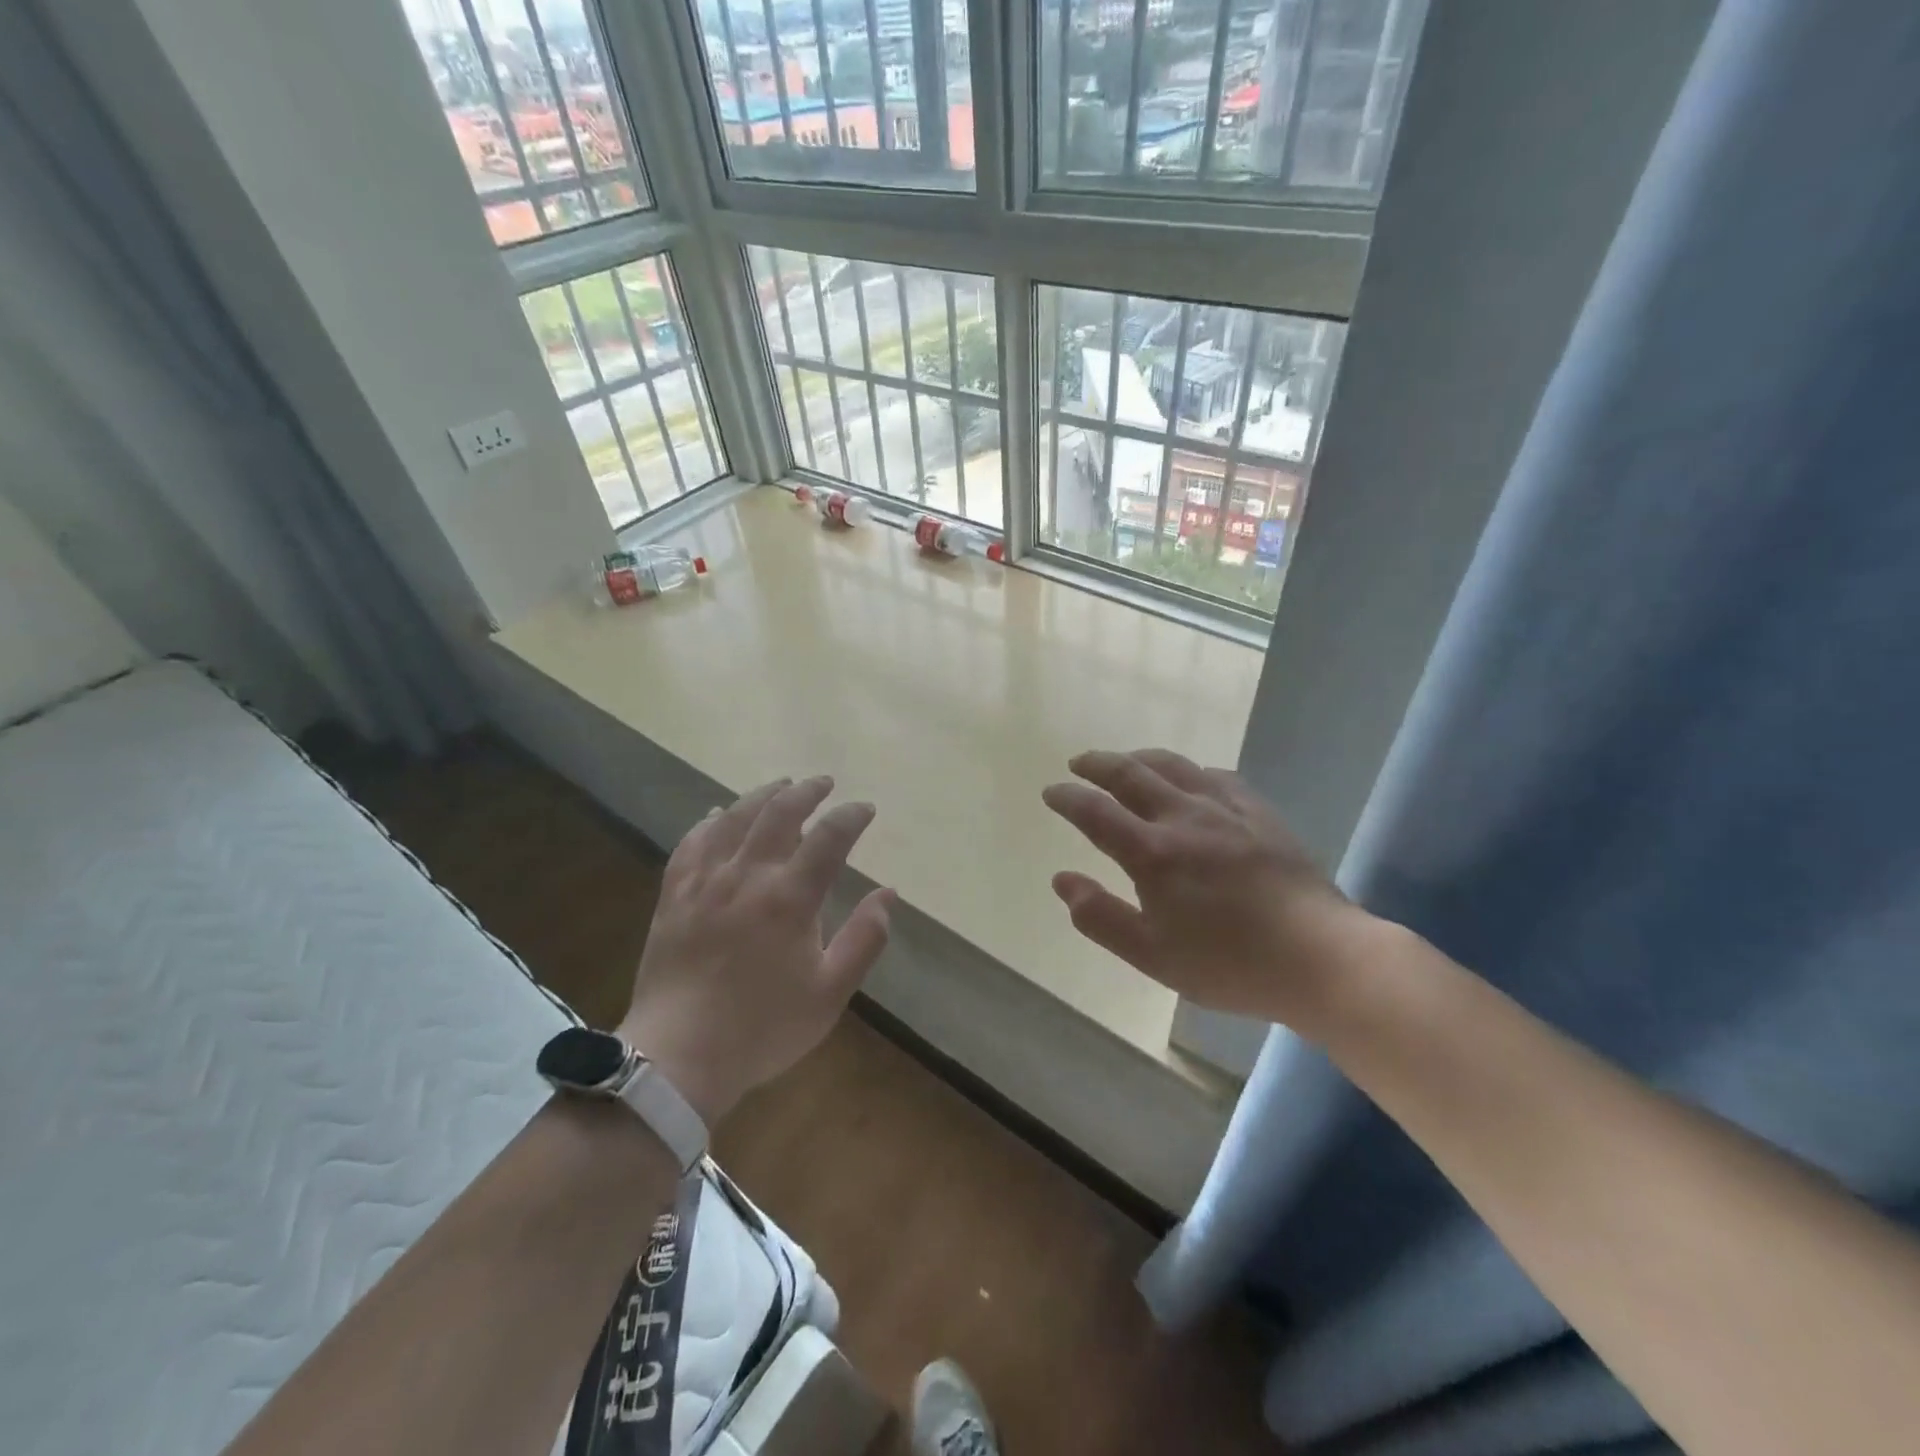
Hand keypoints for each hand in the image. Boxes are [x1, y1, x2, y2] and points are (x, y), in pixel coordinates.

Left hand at [618, 776, 892, 1125]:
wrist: (679, 1057)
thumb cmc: (763, 1027)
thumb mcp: (830, 992)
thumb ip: (864, 939)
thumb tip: (888, 894)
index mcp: (790, 897)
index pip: (829, 837)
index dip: (851, 816)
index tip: (865, 809)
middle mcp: (748, 875)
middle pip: (780, 813)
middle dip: (807, 791)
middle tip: (824, 782)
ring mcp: (705, 881)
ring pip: (735, 819)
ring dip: (762, 795)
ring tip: (781, 785)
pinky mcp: (674, 895)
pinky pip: (691, 843)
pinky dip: (710, 822)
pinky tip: (718, 815)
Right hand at [1042, 749, 1370, 1029]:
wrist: (1320, 957)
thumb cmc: (1229, 964)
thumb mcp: (1152, 955)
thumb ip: (1100, 917)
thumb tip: (1062, 880)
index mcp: (1152, 854)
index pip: (1095, 811)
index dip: (1068, 797)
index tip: (1051, 792)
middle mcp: (1183, 818)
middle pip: (1130, 774)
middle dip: (1097, 764)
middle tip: (1079, 763)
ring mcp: (1225, 810)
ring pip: (1173, 765)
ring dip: (1139, 758)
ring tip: (1125, 761)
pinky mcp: (1259, 812)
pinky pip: (1216, 777)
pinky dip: (1189, 771)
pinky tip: (1191, 779)